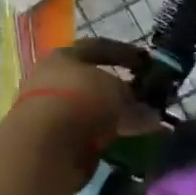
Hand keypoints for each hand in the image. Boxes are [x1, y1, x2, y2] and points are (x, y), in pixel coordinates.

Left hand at [15, 39, 161, 149]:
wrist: (42, 147)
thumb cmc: (82, 101)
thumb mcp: (118, 93)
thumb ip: (136, 102)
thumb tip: (152, 115)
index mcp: (63, 58)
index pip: (98, 48)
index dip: (125, 53)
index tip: (147, 62)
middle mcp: (50, 80)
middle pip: (91, 81)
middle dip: (119, 90)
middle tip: (143, 98)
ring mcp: (46, 112)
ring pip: (88, 109)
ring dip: (112, 116)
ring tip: (139, 124)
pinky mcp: (47, 141)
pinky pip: (84, 133)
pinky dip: (103, 136)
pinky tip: (123, 142)